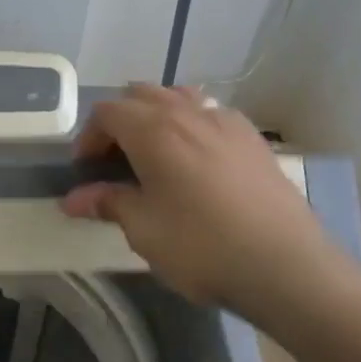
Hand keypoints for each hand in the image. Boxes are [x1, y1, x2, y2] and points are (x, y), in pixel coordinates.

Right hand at [60, 85, 358, 321]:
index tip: (86, 170)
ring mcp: (226, 121)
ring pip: (179, 97)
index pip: (107, 112)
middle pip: (141, 95)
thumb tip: (73, 199)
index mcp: (153, 130)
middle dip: (120, 121)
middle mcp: (188, 113)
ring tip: (155, 153)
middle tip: (115, 160)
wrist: (287, 266)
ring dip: (157, 115)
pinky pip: (211, 114)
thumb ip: (108, 203)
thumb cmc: (202, 246)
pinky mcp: (253, 139)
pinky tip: (197, 161)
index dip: (89, 137)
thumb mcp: (144, 229)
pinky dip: (191, 124)